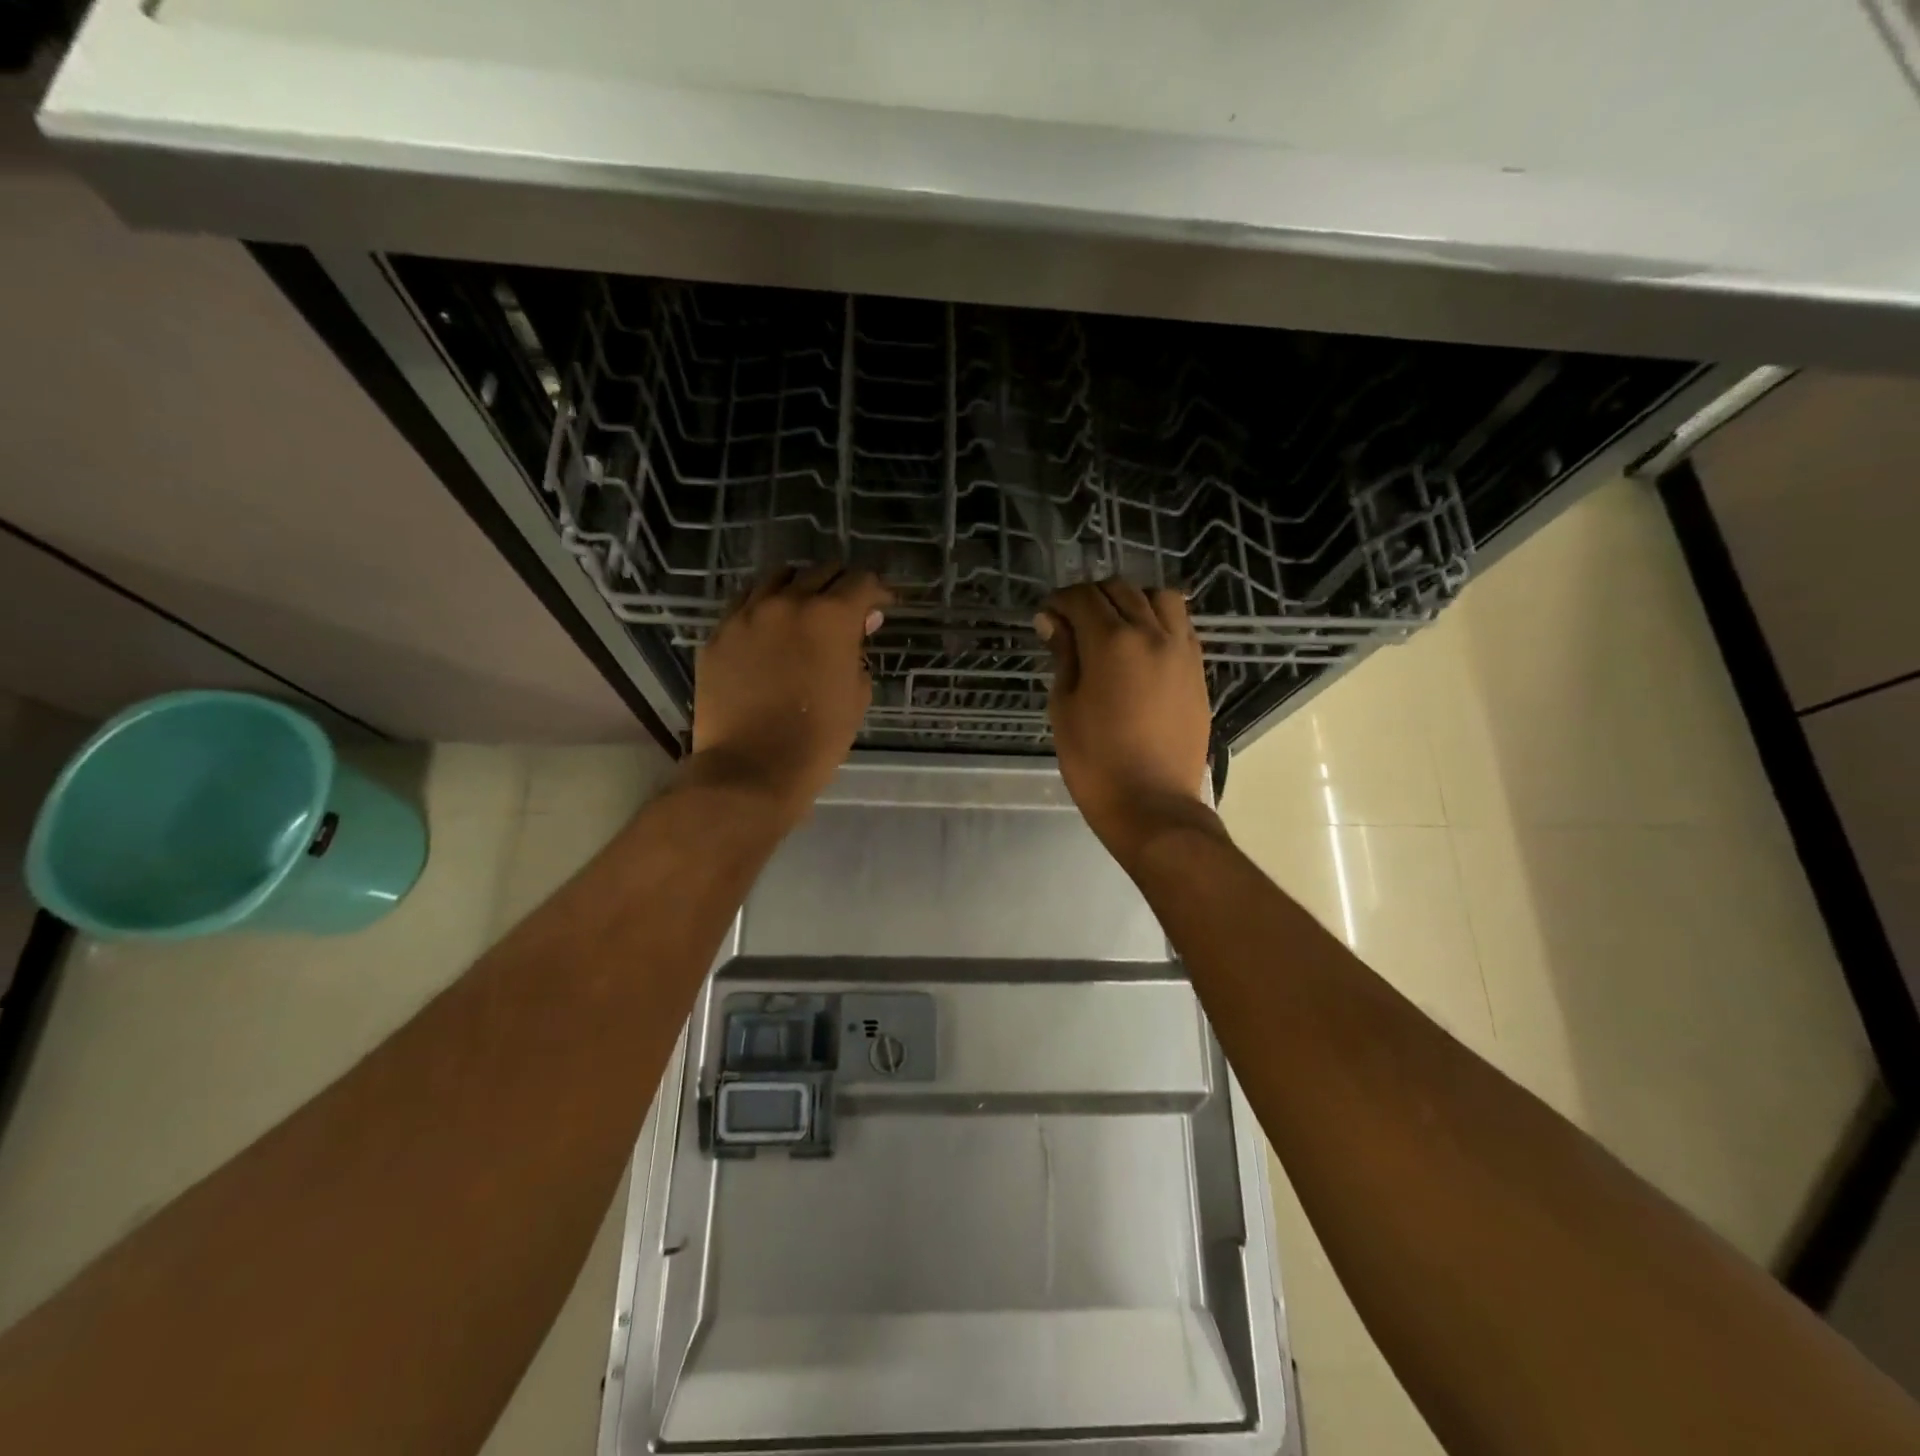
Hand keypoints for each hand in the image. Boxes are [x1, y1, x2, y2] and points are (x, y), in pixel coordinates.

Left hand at [689, 566, 890, 817]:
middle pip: (819, 571)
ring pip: (777, 578)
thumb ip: (859, 652)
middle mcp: (787, 602)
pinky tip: (769, 626)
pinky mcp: (719, 635)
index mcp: (830, 616)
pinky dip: (764, 605)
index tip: (882, 604)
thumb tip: (860, 625)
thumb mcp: (856, 695)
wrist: (751, 769)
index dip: (878, 590)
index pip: (861, 581)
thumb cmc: (817, 739)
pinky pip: (744, 603)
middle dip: (840, 584)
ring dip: (799, 586)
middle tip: (847, 607)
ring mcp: (747, 615)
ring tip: (805, 608)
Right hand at [1037, 579, 1218, 862]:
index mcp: (1112, 641)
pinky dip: (1159, 622)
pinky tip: (1143, 647)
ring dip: (1133, 601)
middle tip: (1073, 623)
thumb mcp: (1065, 707)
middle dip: (1092, 597)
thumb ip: (1063, 656)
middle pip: (1121, 590)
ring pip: (1160, 598)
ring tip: (1115, 627)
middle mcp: (1152, 634)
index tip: (1047, 617)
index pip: (1083, 597)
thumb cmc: (1095, 762)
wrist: (1152, 804)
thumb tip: (1053, 621)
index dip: (1060, 601)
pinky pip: (1181, 626)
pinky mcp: (1197, 671)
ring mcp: (1182, 651)